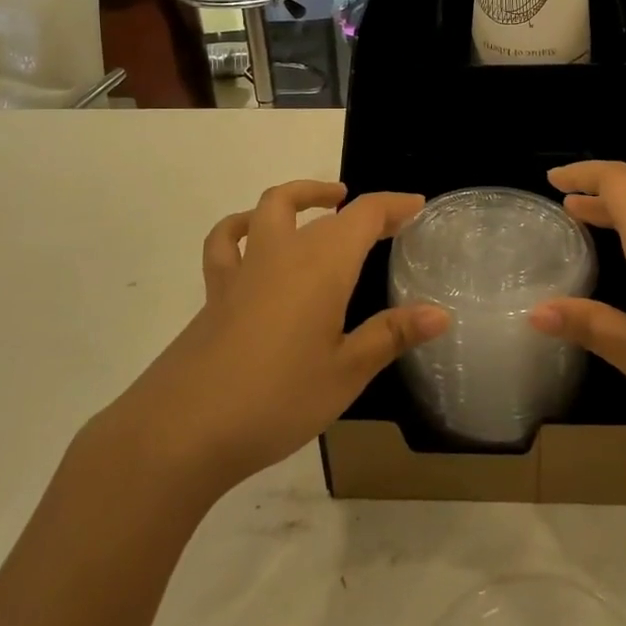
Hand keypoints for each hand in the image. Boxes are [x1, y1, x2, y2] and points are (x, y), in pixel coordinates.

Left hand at [117, 181, 448, 497]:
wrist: (184, 428)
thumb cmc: (278, 398)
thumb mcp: (346, 372)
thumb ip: (392, 335)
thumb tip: (441, 313)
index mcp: (323, 265)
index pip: (364, 215)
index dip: (393, 205)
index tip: (417, 205)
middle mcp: (284, 252)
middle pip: (325, 212)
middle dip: (359, 210)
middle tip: (386, 223)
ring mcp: (244, 268)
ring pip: (272, 208)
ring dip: (302, 196)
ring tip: (324, 203)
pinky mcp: (216, 290)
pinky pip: (229, 240)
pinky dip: (244, 226)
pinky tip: (253, 235)